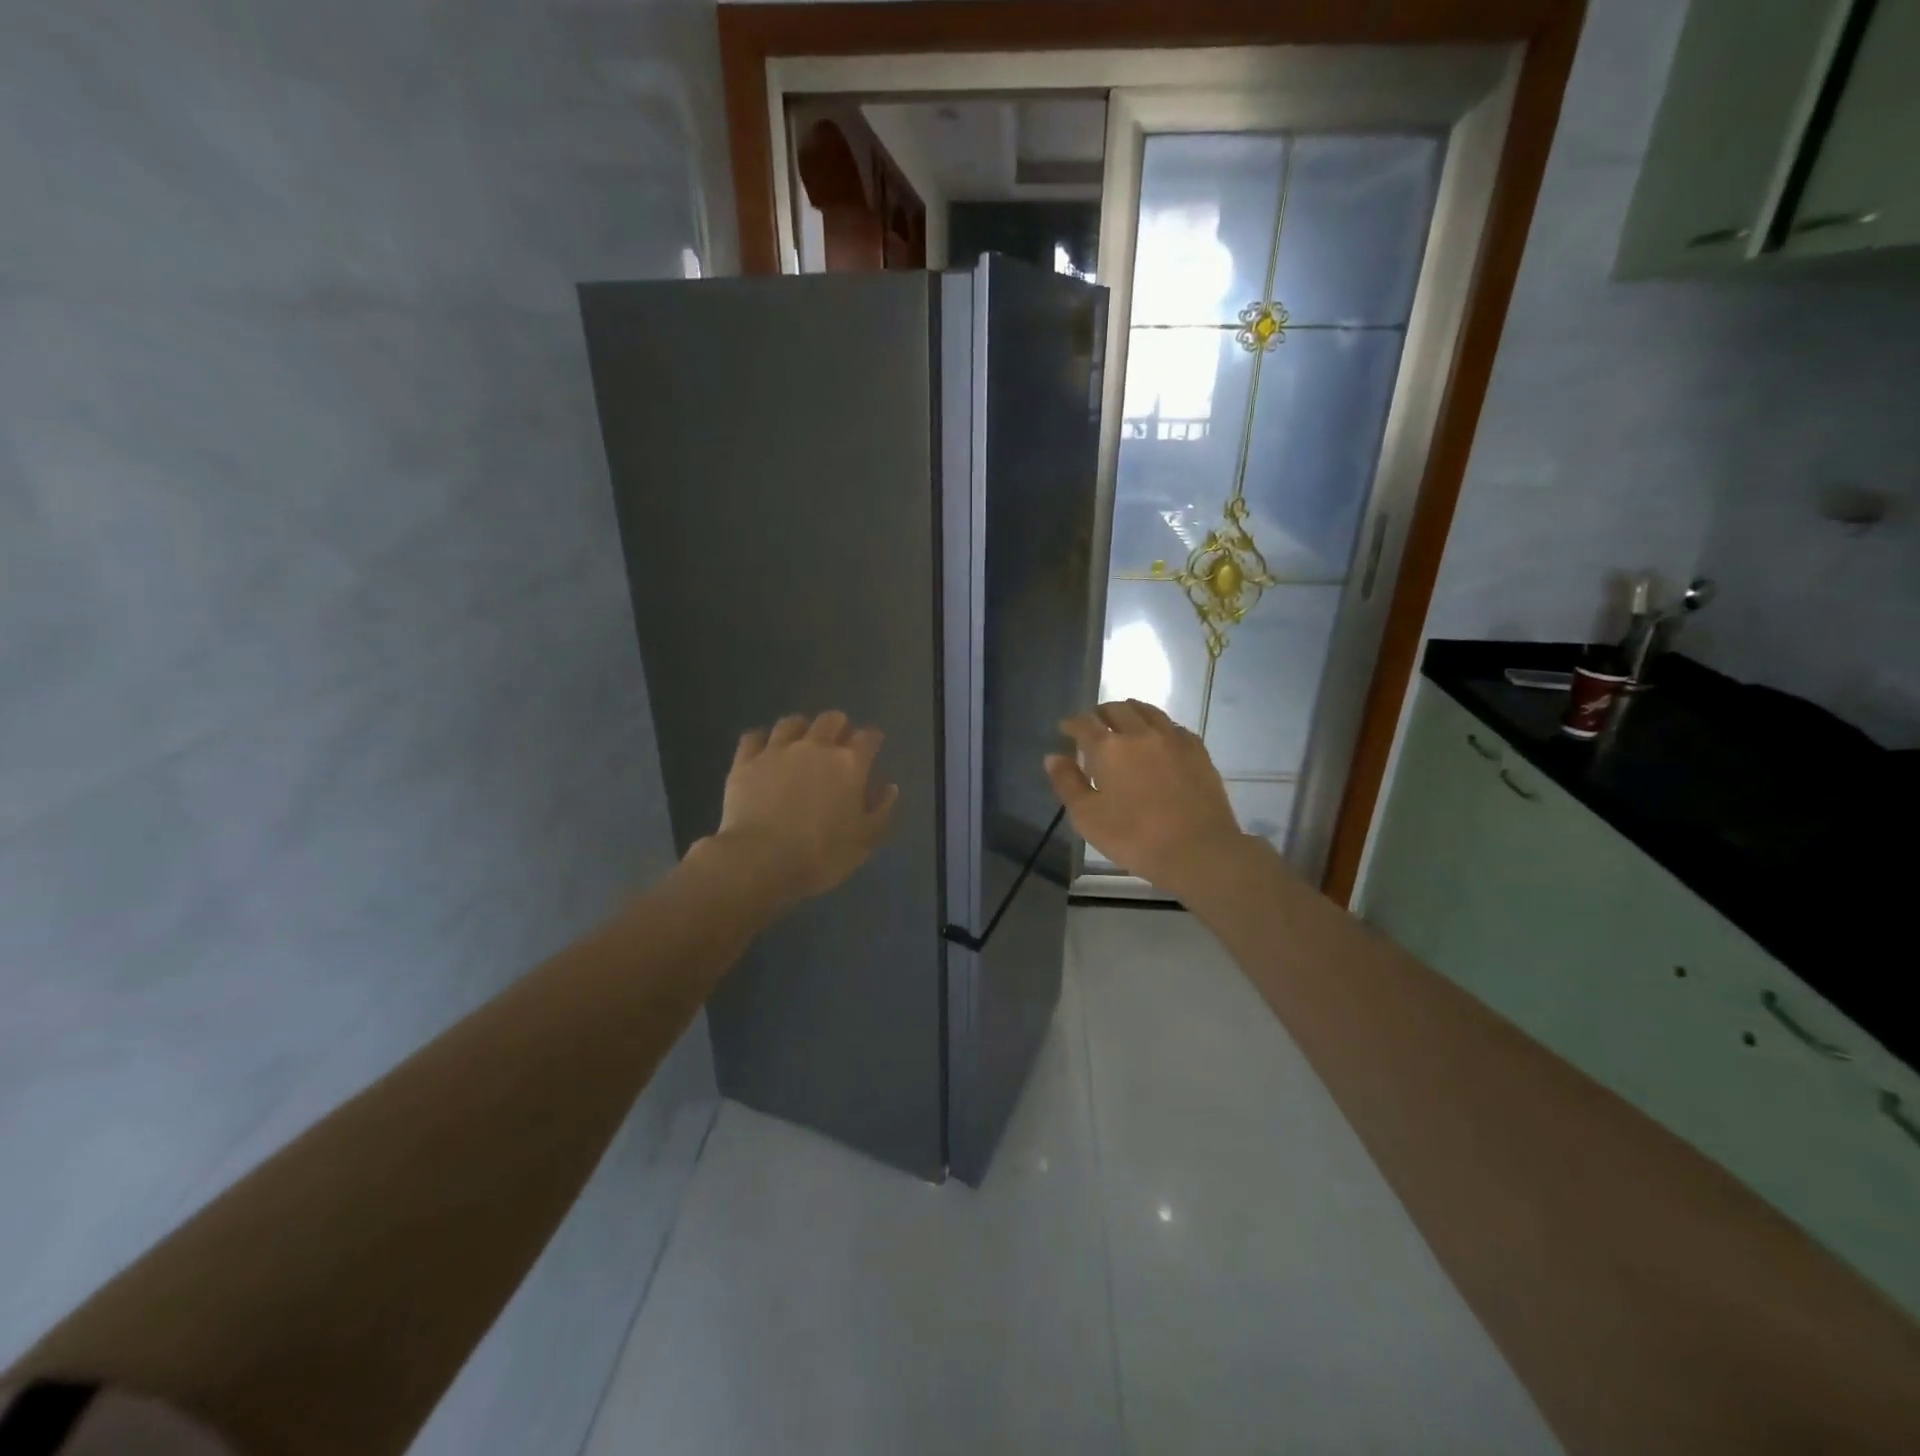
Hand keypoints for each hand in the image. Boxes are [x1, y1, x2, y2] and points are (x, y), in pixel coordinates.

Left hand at [700, 710, 897, 909]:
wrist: (761, 860)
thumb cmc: (821, 854)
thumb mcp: (864, 841)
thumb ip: (881, 810)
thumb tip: (889, 787)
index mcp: (849, 764)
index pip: (868, 737)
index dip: (872, 739)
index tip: (872, 747)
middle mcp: (815, 747)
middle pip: (831, 719)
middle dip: (838, 726)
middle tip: (837, 744)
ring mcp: (777, 750)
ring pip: (791, 722)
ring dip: (800, 729)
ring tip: (800, 743)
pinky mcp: (745, 761)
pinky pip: (753, 737)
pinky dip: (761, 740)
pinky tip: (763, 751)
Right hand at [1045, 700, 1251, 896]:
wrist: (1199, 850)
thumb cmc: (1135, 838)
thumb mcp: (1088, 818)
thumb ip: (1068, 784)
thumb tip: (1053, 757)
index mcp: (1109, 748)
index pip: (1084, 724)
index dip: (1071, 724)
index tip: (1065, 728)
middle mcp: (1140, 733)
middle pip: (1116, 709)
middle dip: (1100, 713)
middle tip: (1093, 725)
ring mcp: (1172, 738)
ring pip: (1147, 711)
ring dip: (1130, 712)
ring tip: (1123, 722)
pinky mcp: (1197, 750)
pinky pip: (1173, 726)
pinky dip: (1158, 725)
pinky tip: (1157, 738)